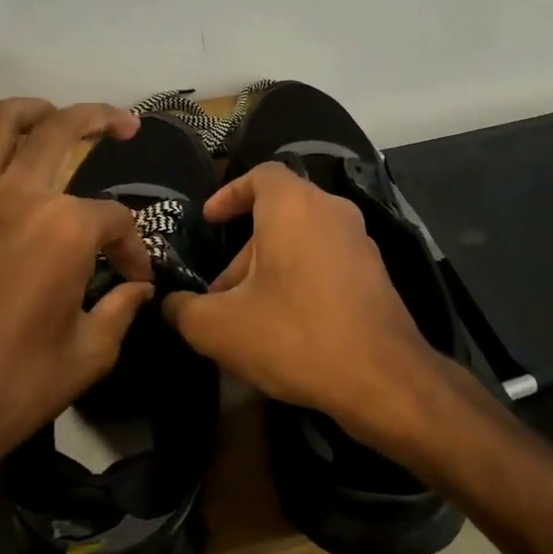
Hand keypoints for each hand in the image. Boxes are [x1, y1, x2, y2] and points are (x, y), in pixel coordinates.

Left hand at [0, 99, 154, 504]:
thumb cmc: (17, 386)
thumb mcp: (90, 354)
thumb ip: (120, 310)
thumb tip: (138, 289)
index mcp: (65, 230)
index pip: (115, 218)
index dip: (133, 247)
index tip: (135, 278)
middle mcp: (16, 197)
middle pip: (61, 130)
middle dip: (99, 119)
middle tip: (120, 124)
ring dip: (30, 111)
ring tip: (49, 116)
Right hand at [162, 162, 442, 437]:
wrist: (381, 378)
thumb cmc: (294, 335)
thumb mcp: (219, 328)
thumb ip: (183, 310)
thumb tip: (170, 305)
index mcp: (294, 206)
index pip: (260, 175)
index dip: (229, 194)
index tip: (209, 221)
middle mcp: (332, 211)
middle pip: (278, 216)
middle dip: (243, 252)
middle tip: (219, 294)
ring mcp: (360, 242)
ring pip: (302, 242)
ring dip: (269, 270)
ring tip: (247, 318)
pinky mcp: (375, 274)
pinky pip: (325, 263)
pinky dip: (299, 281)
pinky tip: (285, 328)